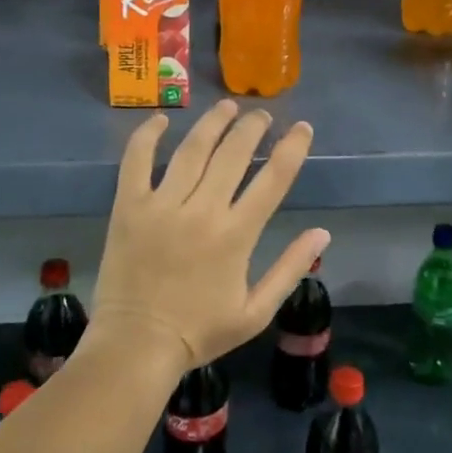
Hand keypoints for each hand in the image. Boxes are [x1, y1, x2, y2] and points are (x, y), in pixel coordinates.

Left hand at [86, 100, 328, 375]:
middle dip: (252, 127)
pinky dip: (147, 136)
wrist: (136, 346)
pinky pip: (136, 161)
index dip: (292, 148)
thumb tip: (322, 233)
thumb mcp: (256, 312)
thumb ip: (290, 269)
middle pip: (233, 154)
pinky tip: (161, 120)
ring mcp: (162, 205)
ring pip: (192, 149)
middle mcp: (202, 211)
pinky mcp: (129, 207)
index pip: (273, 178)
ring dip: (213, 122)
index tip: (301, 128)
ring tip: (227, 106)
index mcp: (236, 235)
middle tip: (261, 115)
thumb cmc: (199, 332)